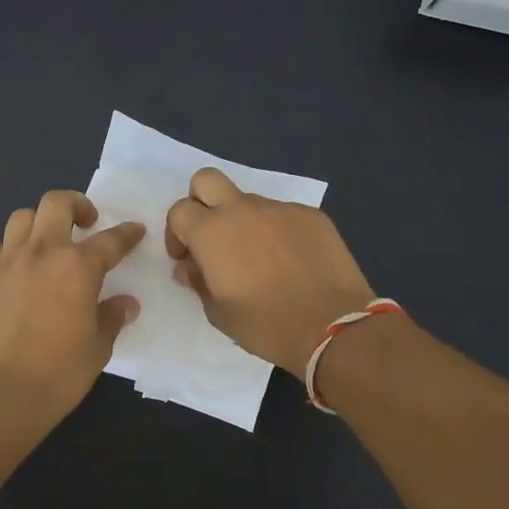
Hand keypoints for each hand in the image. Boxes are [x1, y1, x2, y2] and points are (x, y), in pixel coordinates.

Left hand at [0, 190, 145, 425]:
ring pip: (21, 218)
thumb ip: (111, 318)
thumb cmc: (59, 373)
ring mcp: (6, 262)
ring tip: (48, 243)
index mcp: (78, 267)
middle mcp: (42, 252)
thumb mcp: (98, 347)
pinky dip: (9, 251)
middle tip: (86, 222)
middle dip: (76, 204)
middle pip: (56, 203)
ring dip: (39, 223)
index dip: (127, 234)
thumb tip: (125, 304)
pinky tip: (15, 270)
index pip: (110, 240)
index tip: (135, 231)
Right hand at [165, 167, 374, 375]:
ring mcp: (280, 209)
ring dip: (244, 222)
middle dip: (201, 202)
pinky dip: (278, 232)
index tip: (187, 259)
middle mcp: (243, 209)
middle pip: (206, 180)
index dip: (177, 234)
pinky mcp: (312, 216)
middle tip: (211, 237)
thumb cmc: (266, 325)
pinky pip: (283, 215)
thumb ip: (198, 281)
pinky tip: (291, 262)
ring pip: (249, 201)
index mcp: (212, 232)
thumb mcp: (217, 313)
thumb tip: (192, 266)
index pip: (179, 211)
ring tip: (260, 260)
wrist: (332, 327)